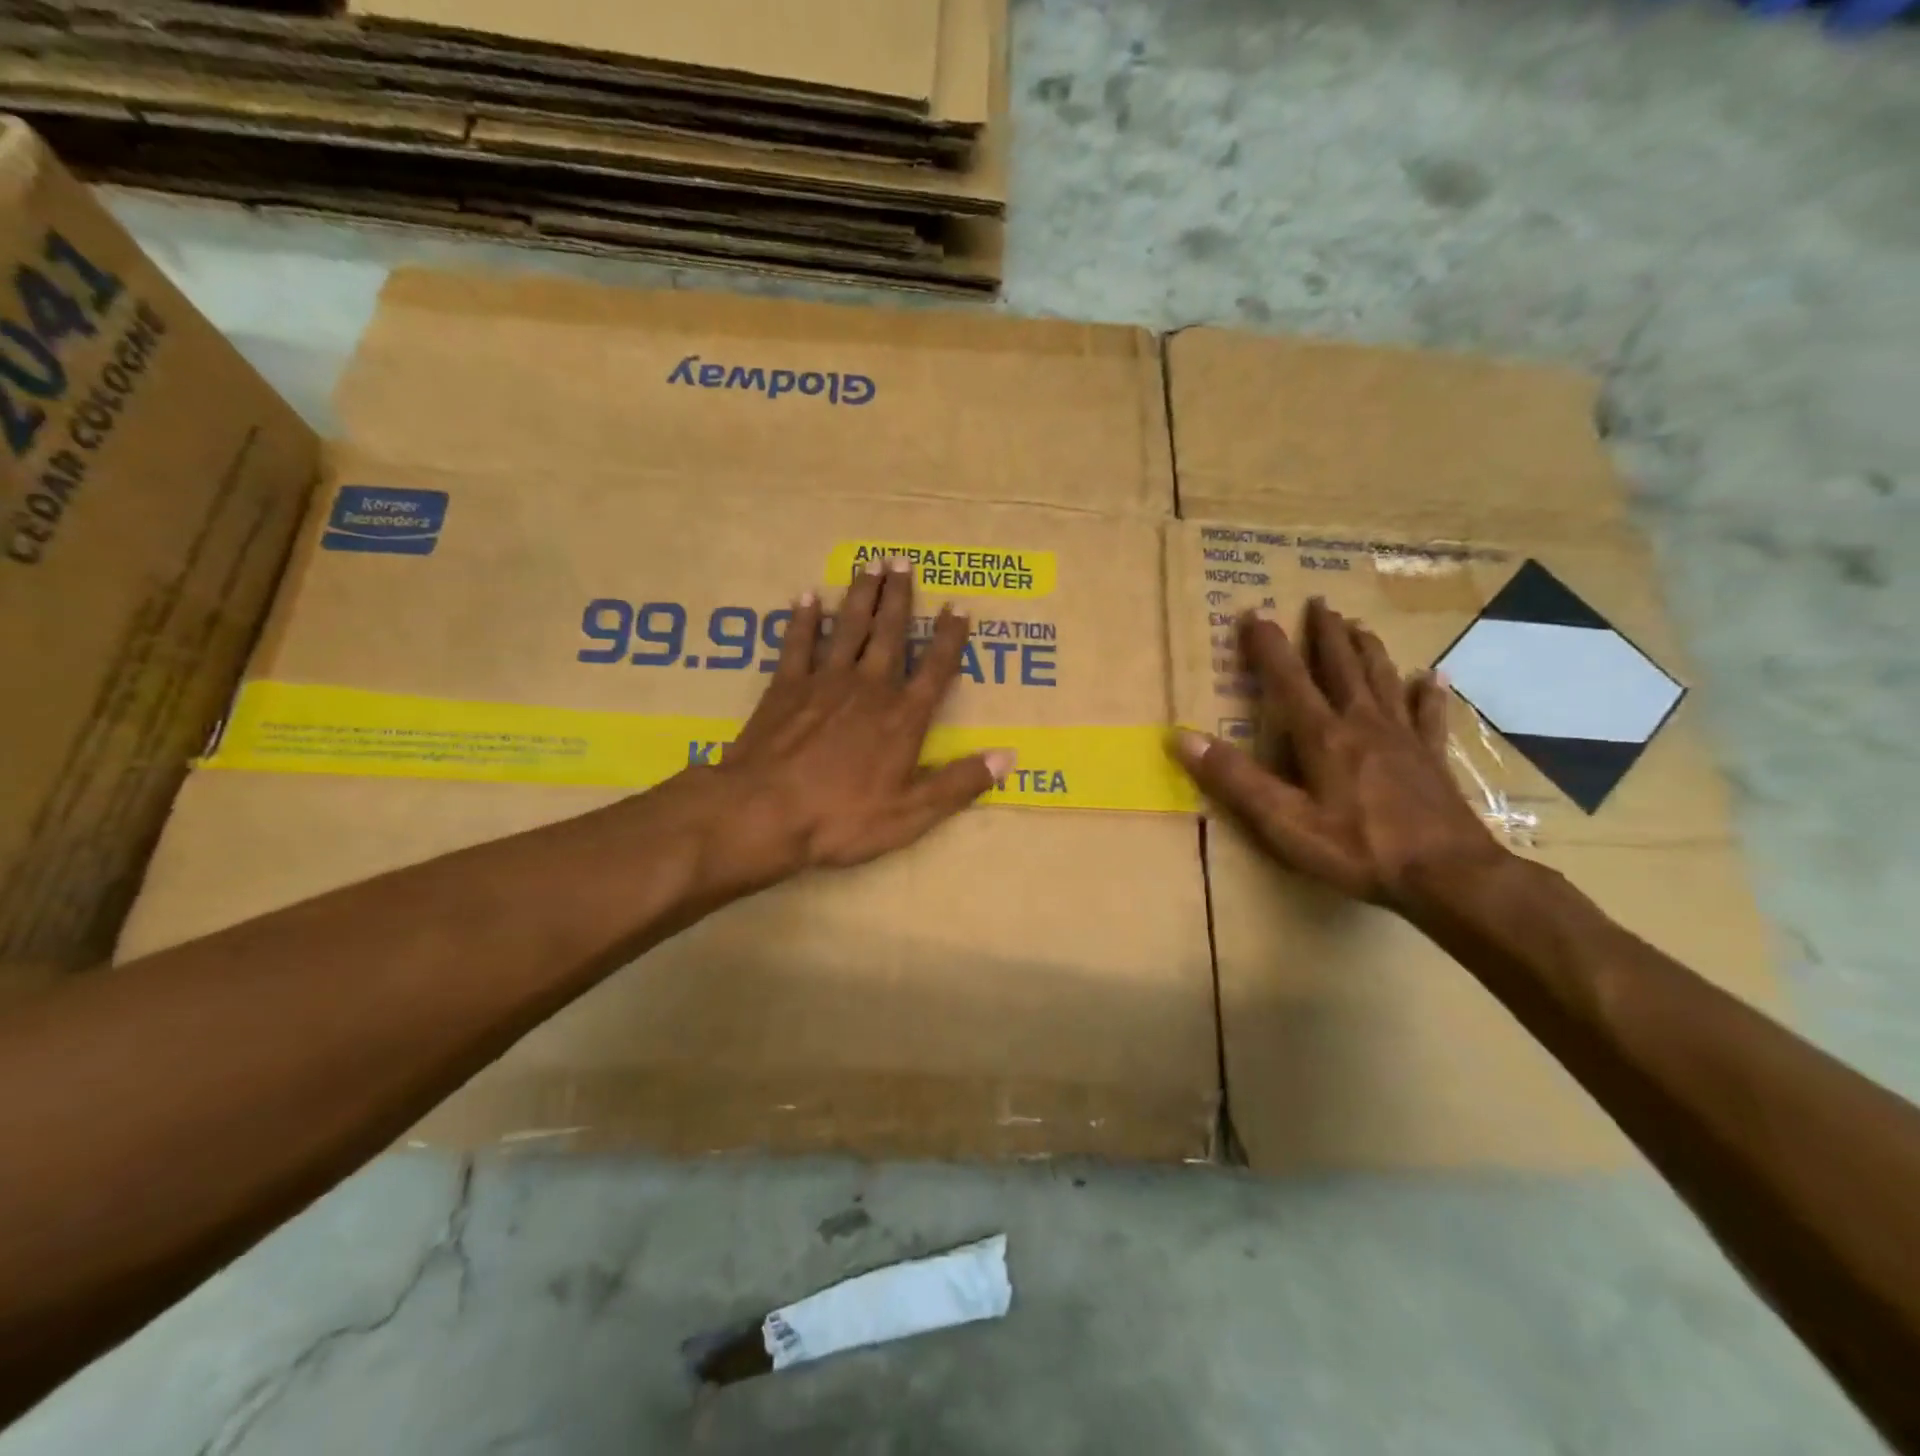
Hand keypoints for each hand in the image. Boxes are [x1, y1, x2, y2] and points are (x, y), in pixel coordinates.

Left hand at [692, 558, 1011, 895]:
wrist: (764, 812)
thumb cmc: (841, 818)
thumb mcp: (911, 814)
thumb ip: (959, 784)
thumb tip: (1008, 757)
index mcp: (902, 718)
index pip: (936, 669)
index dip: (950, 637)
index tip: (959, 606)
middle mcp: (869, 688)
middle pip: (890, 634)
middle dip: (900, 597)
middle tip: (904, 561)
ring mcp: (824, 683)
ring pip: (848, 628)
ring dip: (861, 595)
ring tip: (869, 564)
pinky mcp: (786, 688)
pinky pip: (798, 643)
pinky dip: (804, 619)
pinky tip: (808, 597)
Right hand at [1175, 598, 1506, 912]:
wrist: (1447, 876)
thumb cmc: (1358, 849)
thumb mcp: (1283, 821)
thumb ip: (1234, 778)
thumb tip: (1183, 736)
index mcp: (1322, 736)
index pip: (1287, 678)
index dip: (1267, 645)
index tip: (1254, 613)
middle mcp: (1362, 724)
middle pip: (1341, 667)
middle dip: (1325, 634)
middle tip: (1319, 603)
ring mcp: (1403, 738)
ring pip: (1382, 680)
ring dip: (1367, 650)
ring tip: (1359, 625)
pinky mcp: (1432, 759)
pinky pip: (1429, 715)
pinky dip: (1428, 693)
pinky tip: (1431, 676)